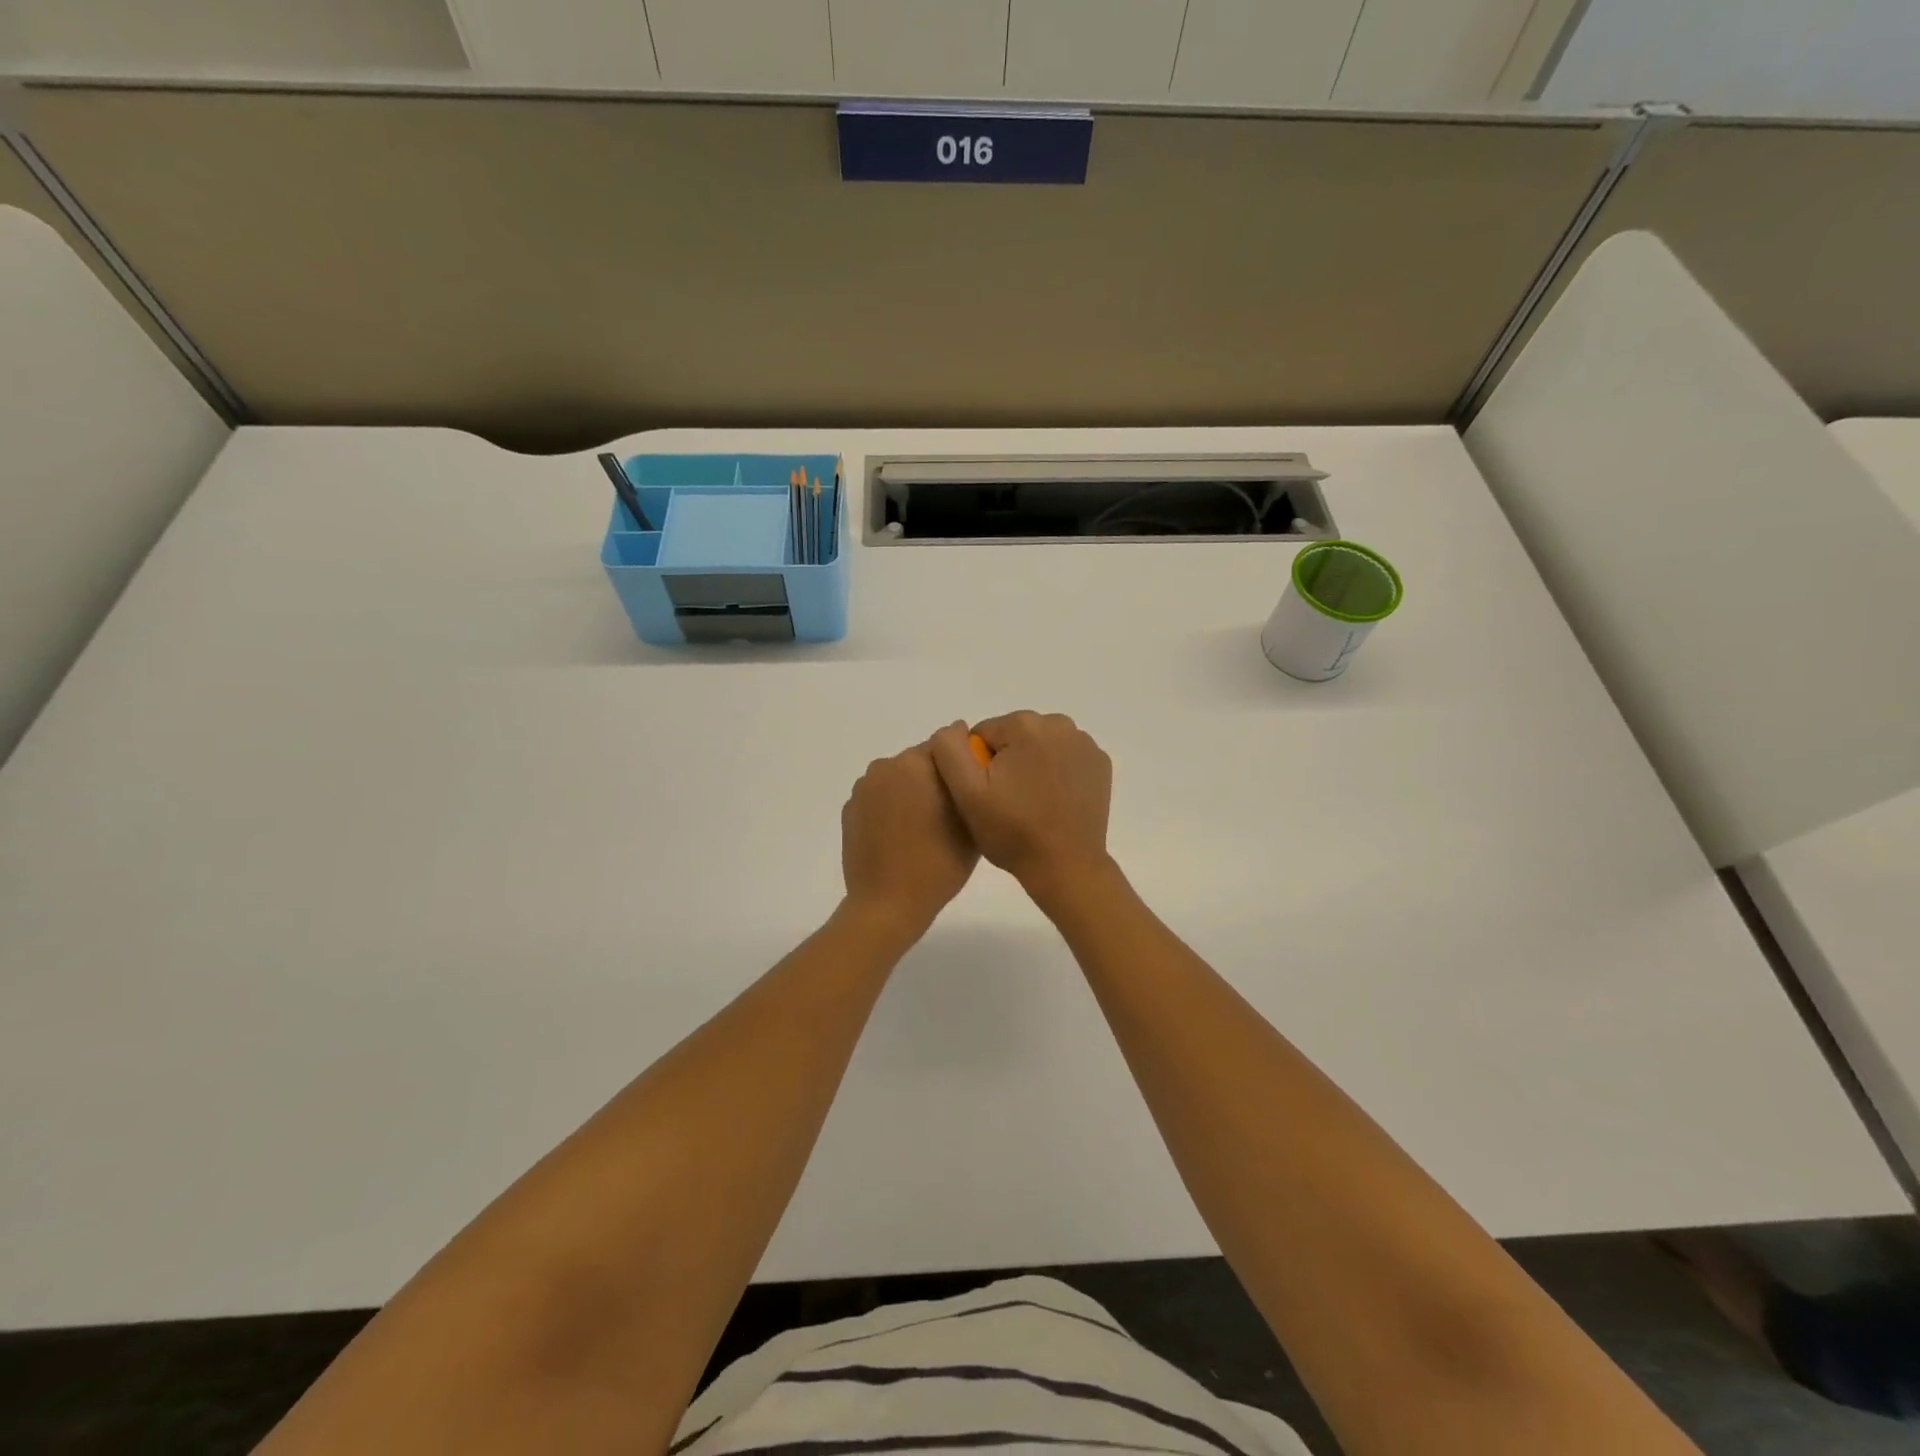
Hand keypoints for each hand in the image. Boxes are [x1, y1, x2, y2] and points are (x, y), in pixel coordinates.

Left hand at [841, 739, 979, 938]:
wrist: (887, 904)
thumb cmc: (939, 864)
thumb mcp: (971, 823)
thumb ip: (969, 783)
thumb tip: (966, 763)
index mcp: (917, 763)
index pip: (946, 745)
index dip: (960, 763)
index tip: (968, 787)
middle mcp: (886, 766)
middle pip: (919, 760)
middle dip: (933, 778)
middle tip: (948, 812)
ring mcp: (863, 788)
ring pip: (897, 779)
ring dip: (910, 792)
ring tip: (923, 827)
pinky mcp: (850, 810)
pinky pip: (878, 798)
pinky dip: (889, 808)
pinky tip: (899, 837)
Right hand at [929, 712, 1112, 896]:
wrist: (1065, 866)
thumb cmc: (1012, 831)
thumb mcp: (966, 793)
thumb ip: (949, 750)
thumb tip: (954, 729)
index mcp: (1024, 725)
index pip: (983, 734)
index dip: (977, 765)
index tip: (986, 795)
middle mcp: (1058, 723)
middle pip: (1013, 736)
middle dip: (1005, 762)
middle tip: (1006, 802)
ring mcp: (1085, 743)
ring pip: (1039, 745)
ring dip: (1030, 766)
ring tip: (1029, 804)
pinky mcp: (1100, 763)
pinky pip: (1065, 757)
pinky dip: (1056, 772)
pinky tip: (1052, 801)